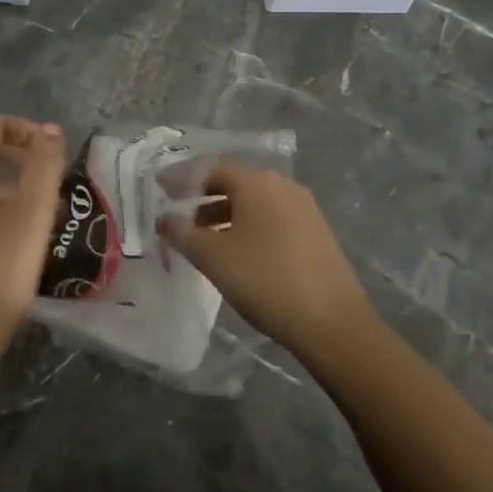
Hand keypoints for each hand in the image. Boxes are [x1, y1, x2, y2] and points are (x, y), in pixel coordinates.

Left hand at [0, 115, 66, 371]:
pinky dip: (2, 206)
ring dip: (17, 184)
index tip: (55, 155)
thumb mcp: (30, 218)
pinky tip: (25, 235)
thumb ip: (43, 168)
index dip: (26, 130)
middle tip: (57, 182)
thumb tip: (50, 131)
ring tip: (50, 211)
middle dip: (24, 157)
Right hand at [159, 163, 375, 361]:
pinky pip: (270, 217)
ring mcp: (303, 208)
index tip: (158, 187)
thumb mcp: (214, 258)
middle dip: (202, 193)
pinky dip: (245, 224)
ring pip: (253, 200)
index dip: (181, 176)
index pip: (210, 167)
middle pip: (233, 180)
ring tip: (199, 235)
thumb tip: (164, 218)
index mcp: (257, 182)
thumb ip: (183, 233)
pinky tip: (234, 249)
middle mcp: (282, 185)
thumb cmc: (266, 281)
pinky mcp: (315, 232)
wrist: (333, 324)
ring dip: (223, 211)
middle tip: (176, 208)